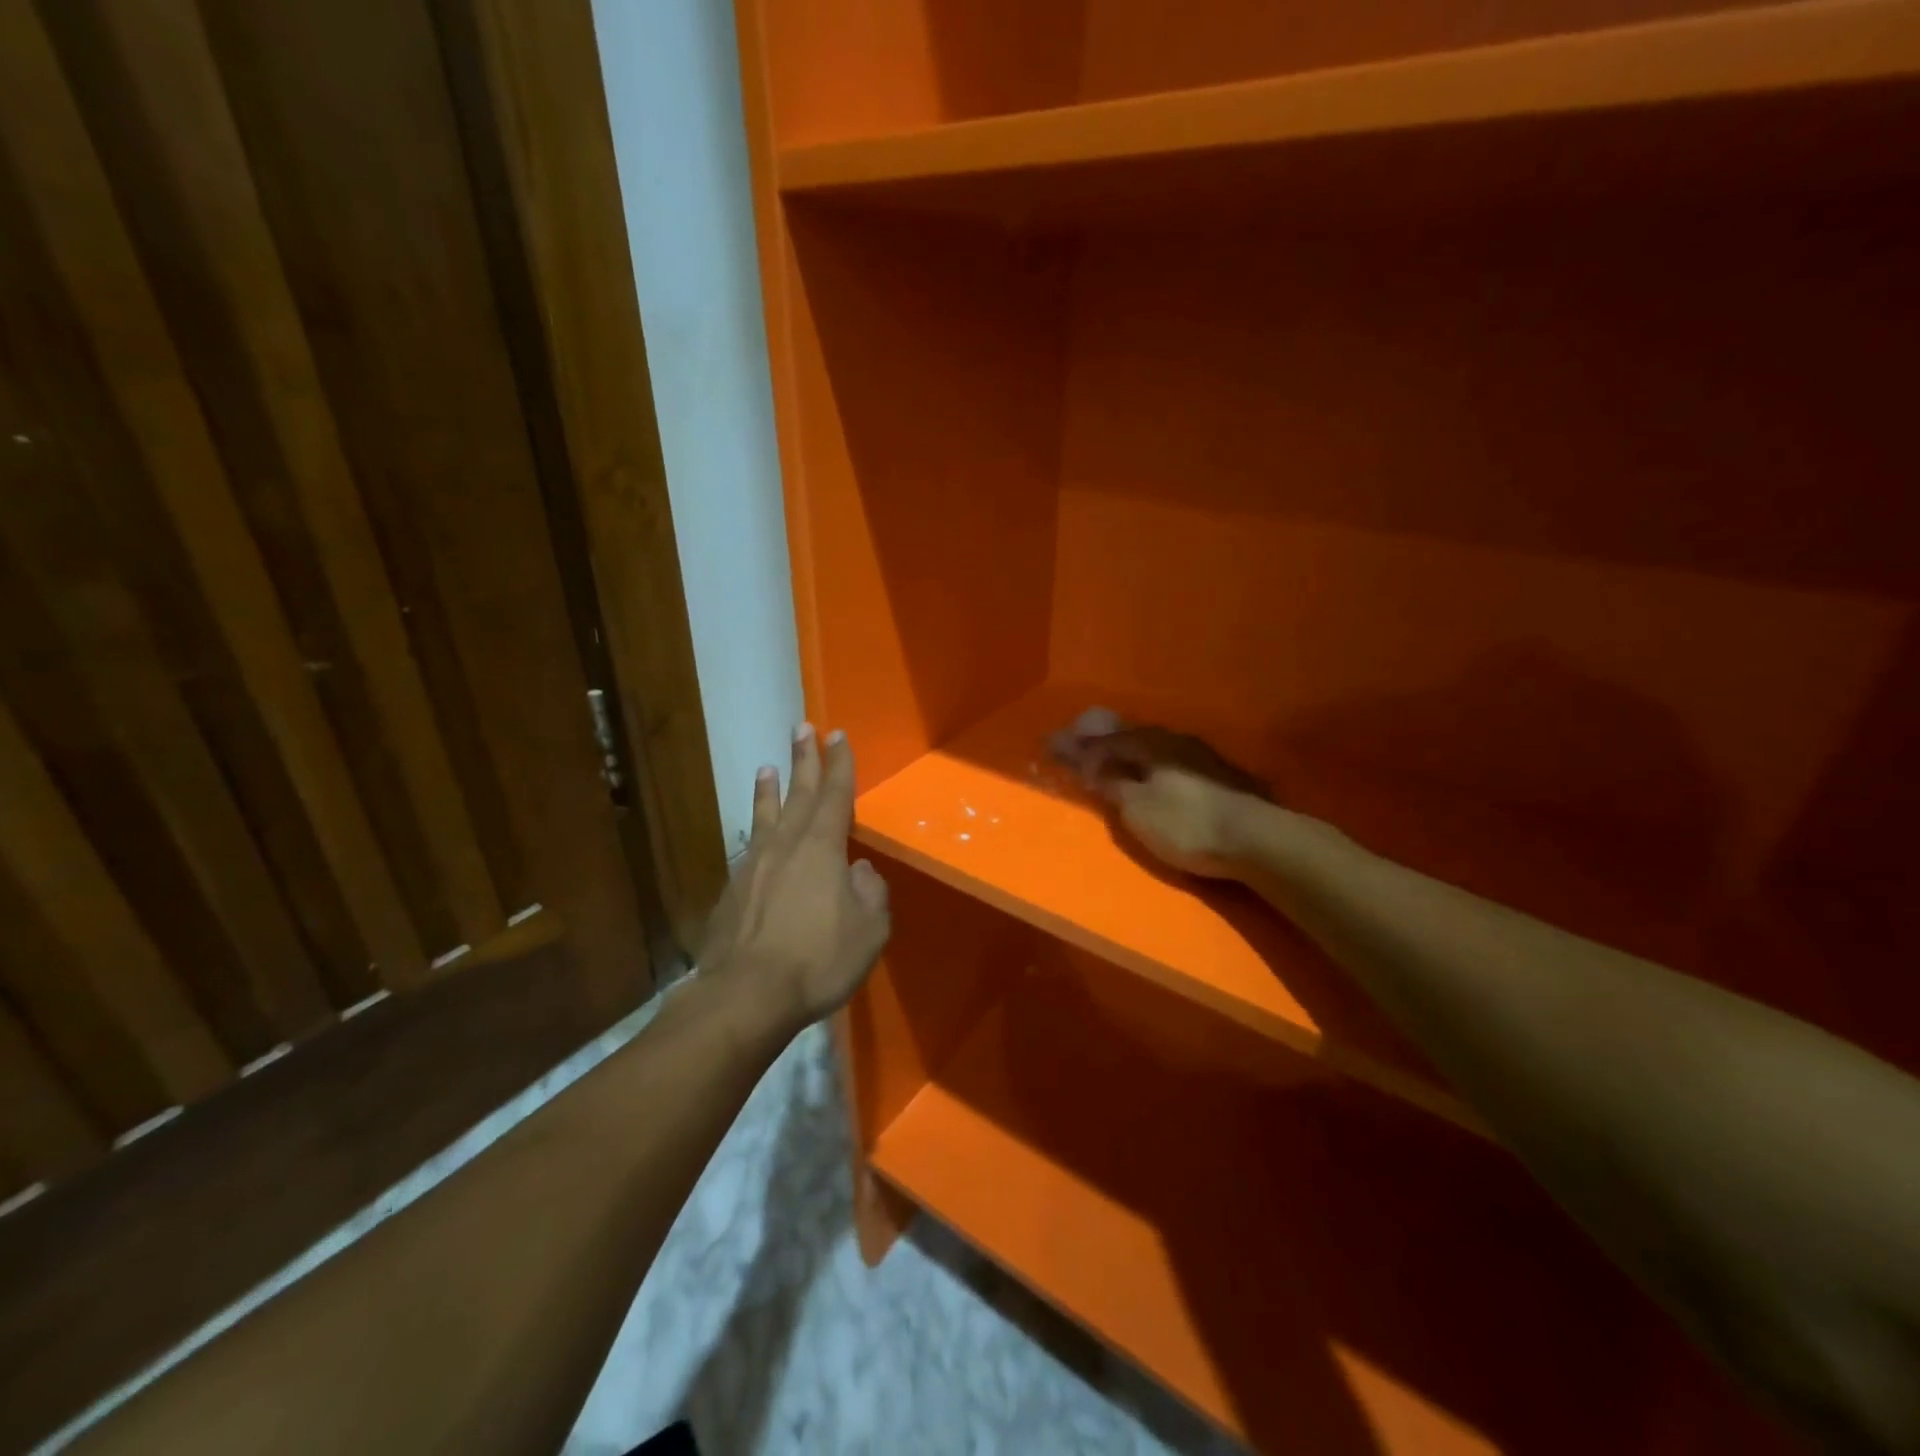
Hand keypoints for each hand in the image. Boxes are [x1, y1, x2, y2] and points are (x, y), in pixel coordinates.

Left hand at [699, 725, 890, 1028]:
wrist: (745, 995)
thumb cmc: (818, 960)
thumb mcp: (868, 931)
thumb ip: (870, 894)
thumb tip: (859, 872)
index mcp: (822, 848)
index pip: (835, 796)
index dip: (839, 765)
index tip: (837, 736)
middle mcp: (785, 846)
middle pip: (798, 794)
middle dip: (804, 760)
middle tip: (802, 728)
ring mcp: (753, 866)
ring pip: (765, 817)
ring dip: (770, 790)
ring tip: (768, 767)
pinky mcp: (732, 891)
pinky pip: (749, 849)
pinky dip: (754, 831)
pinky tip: (755, 837)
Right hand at [1054, 718, 1268, 879]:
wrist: (1256, 839)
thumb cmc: (1186, 824)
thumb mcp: (1137, 807)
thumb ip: (1111, 782)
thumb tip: (1087, 760)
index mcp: (1148, 744)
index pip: (1103, 740)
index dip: (1077, 744)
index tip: (1052, 744)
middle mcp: (1172, 741)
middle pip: (1128, 737)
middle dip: (1102, 742)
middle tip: (1079, 747)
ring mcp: (1199, 756)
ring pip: (1152, 748)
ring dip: (1128, 753)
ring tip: (1112, 760)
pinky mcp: (1218, 775)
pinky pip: (1169, 761)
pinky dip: (1150, 765)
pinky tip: (1151, 774)